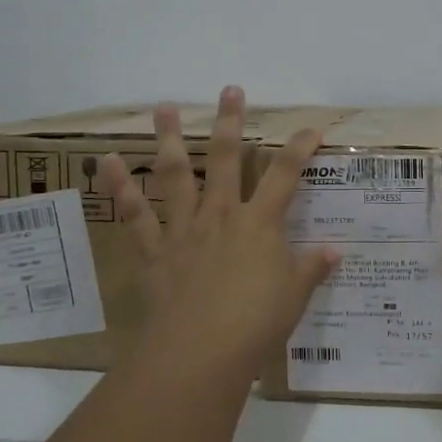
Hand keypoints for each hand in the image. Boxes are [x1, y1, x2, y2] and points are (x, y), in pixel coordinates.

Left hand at [99, 87, 337, 379]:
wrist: (200, 351)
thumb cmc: (255, 324)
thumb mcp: (294, 297)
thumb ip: (311, 269)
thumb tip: (334, 252)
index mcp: (260, 224)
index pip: (285, 175)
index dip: (300, 148)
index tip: (312, 125)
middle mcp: (222, 215)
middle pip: (228, 160)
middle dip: (230, 123)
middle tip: (229, 90)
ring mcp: (185, 228)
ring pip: (177, 174)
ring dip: (170, 139)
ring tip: (164, 108)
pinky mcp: (155, 249)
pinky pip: (135, 213)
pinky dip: (120, 187)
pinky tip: (107, 161)